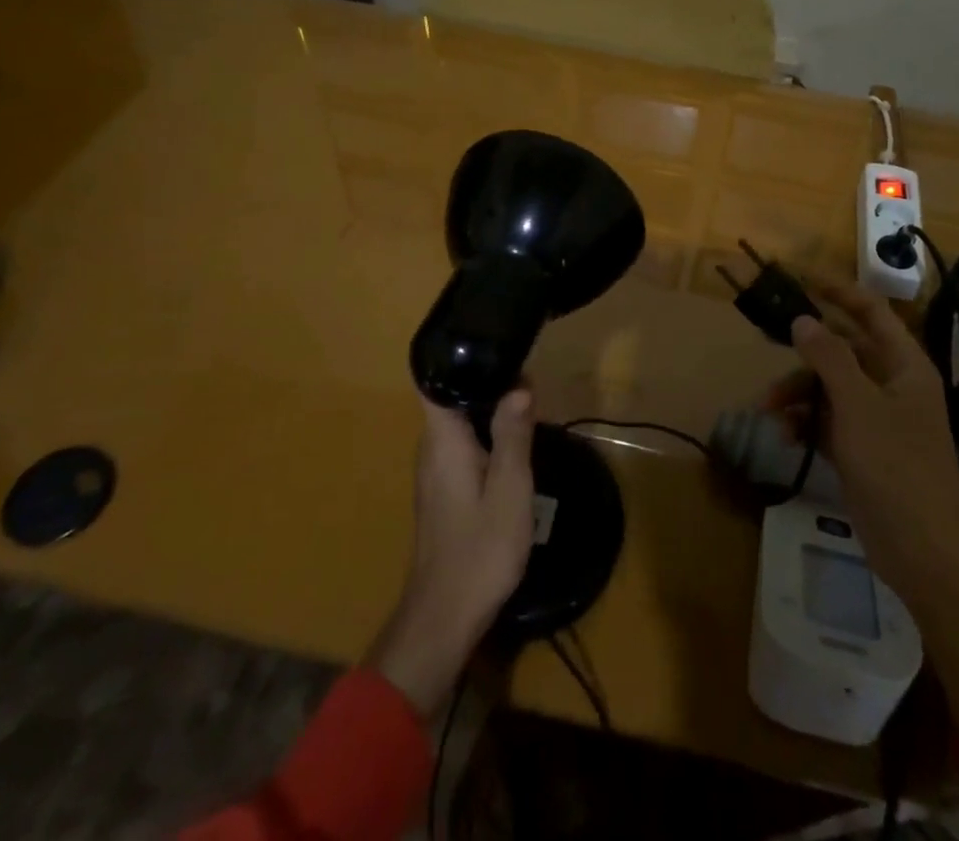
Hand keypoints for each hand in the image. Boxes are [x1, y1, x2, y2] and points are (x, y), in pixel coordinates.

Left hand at [367, 389, 535, 716]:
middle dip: (485, 379)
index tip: (490, 342)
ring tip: (527, 396)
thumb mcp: (510, 489)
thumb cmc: (480, 547)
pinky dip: (485, 433)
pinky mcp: (442, 490)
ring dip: (488, 408)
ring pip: (459, 422)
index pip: (435, 382)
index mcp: (442, 440)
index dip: (457, 357)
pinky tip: (512, 439)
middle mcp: (431, 448)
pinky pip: (462, 444)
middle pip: (451, 398)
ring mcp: (434, 471)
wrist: (445, 616)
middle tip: (526, 369)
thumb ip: (513, 434)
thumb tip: (518, 384)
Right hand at [771, 281, 958, 724]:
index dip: (835, 290)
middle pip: (844, 349)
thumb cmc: (897, 470)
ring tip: (769, 410)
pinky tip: (786, 437)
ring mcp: (879, 419)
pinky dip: (807, 423)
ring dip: (799, 393)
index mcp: (905, 365)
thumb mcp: (858, 408)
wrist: (926, 556)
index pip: (869, 310)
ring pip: (831, 386)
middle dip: (805, 350)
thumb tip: (803, 318)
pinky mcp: (865, 450)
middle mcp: (893, 385)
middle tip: (765, 340)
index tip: (797, 277)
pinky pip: (829, 420)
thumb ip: (829, 358)